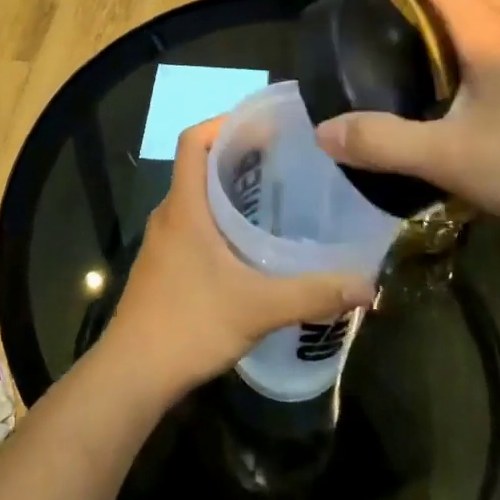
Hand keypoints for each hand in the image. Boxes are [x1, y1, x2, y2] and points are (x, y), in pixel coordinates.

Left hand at [105, 119, 376, 394]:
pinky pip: (194, 226)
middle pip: (199, 166)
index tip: (263, 126)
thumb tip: (367, 286)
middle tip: (284, 160)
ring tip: (275, 197)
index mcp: (184, 206)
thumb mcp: (258, 307)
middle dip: (239, 156)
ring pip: (197, 198)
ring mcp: (163, 243)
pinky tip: (252, 246)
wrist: (132, 376)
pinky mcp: (164, 267)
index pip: (194, 140)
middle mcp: (169, 215)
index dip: (224, 123)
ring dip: (230, 190)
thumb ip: (313, 294)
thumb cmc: (189, 325)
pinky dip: (220, 221)